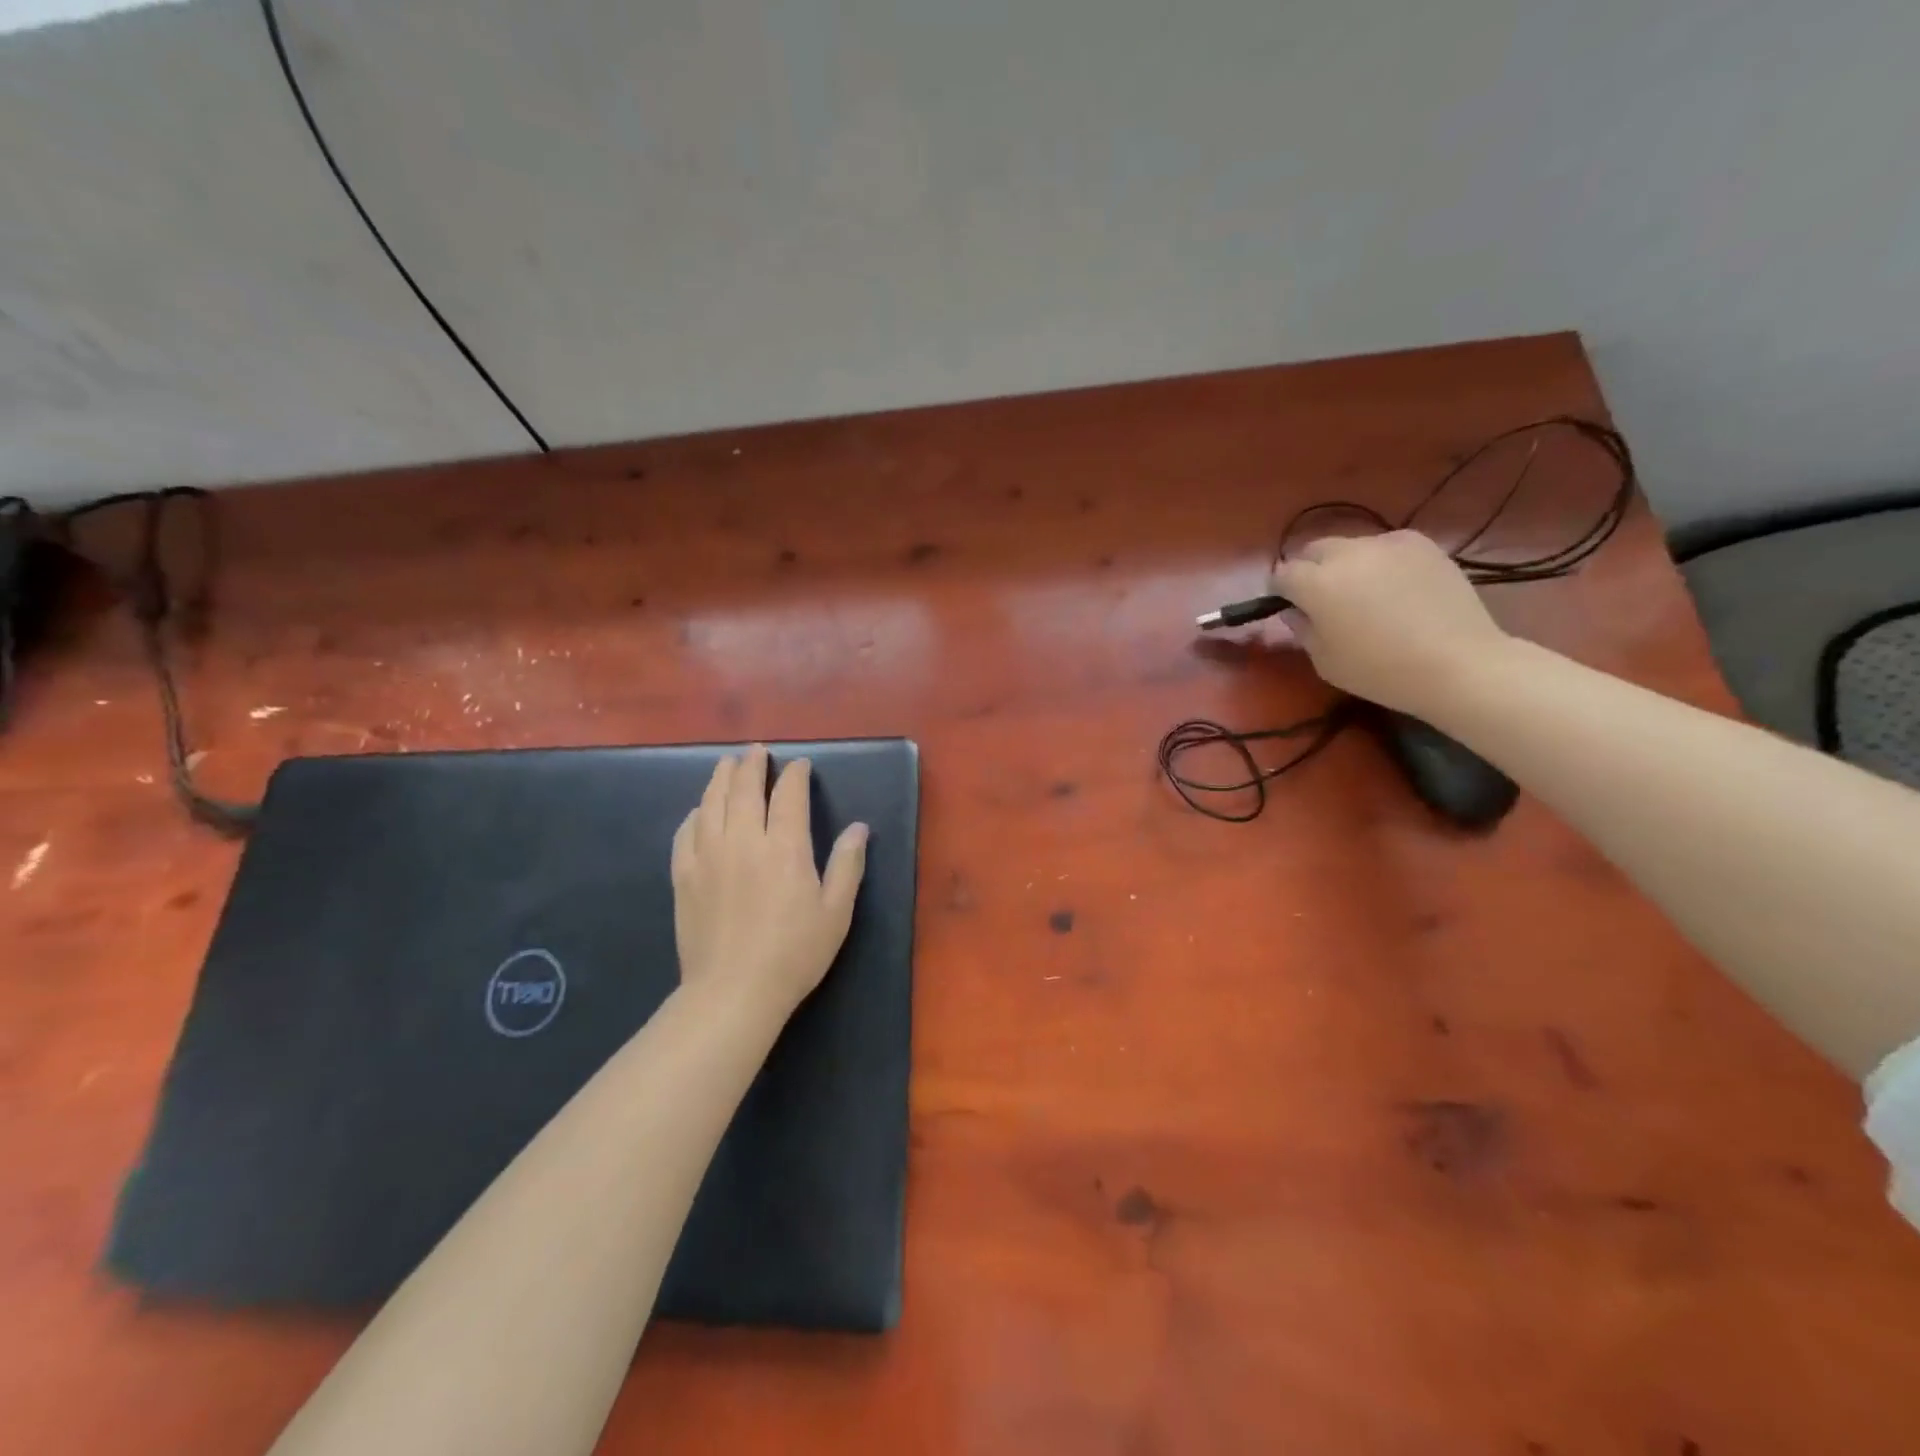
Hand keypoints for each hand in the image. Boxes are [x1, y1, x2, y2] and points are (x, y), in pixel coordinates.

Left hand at [671, 745, 868, 1017]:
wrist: (733, 992)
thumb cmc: (794, 953)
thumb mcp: (835, 912)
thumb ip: (847, 865)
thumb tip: (859, 828)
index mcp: (785, 847)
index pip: (788, 795)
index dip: (794, 775)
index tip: (799, 765)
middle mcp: (743, 841)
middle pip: (743, 789)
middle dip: (752, 765)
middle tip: (756, 752)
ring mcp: (708, 856)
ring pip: (711, 803)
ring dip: (720, 779)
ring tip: (726, 765)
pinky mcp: (683, 876)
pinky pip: (685, 833)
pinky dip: (694, 814)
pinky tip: (699, 811)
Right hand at [1271, 531, 1510, 715]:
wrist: (1457, 663)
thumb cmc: (1380, 671)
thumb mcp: (1325, 661)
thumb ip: (1303, 629)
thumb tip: (1295, 610)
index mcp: (1316, 583)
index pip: (1282, 574)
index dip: (1281, 591)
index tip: (1289, 607)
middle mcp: (1347, 553)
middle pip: (1314, 550)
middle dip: (1310, 569)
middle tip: (1323, 599)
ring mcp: (1387, 543)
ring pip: (1351, 546)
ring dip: (1346, 564)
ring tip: (1365, 593)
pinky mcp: (1422, 544)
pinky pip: (1387, 546)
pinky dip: (1381, 561)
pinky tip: (1397, 588)